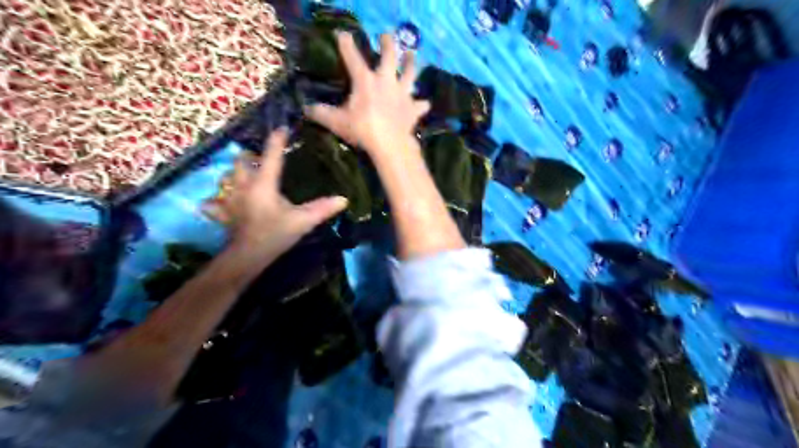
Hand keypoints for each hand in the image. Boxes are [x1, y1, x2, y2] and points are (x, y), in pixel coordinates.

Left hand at [203, 127, 346, 262]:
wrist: (247, 257)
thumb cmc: (275, 235)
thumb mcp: (302, 222)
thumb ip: (322, 209)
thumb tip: (344, 199)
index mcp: (263, 183)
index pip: (271, 155)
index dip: (277, 140)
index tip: (283, 128)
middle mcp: (243, 185)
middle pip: (242, 161)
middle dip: (250, 155)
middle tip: (262, 157)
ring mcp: (230, 198)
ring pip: (227, 177)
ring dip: (236, 173)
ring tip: (246, 174)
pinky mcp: (223, 212)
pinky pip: (214, 202)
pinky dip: (217, 200)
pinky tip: (221, 201)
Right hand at [306, 31, 430, 157]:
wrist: (389, 144)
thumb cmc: (362, 130)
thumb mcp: (337, 122)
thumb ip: (321, 113)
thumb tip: (306, 109)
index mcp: (365, 81)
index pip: (352, 57)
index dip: (346, 44)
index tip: (343, 34)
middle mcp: (386, 81)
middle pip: (389, 55)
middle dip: (387, 43)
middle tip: (386, 36)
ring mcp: (402, 94)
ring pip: (410, 73)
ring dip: (411, 63)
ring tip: (412, 54)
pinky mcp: (413, 108)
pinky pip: (420, 104)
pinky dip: (421, 104)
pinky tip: (423, 103)